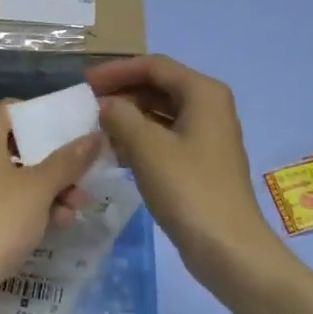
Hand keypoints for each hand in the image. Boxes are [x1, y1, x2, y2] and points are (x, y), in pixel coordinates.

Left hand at [0, 103, 101, 302]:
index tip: (73, 134)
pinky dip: (28, 206)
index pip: (15, 109)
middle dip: (55, 164)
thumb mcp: (41, 188)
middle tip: (83, 182)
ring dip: (48, 189)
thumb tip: (94, 136)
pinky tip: (56, 224)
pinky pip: (3, 199)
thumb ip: (69, 160)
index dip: (45, 119)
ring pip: (14, 176)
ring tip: (75, 209)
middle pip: (19, 146)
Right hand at [88, 55, 285, 288]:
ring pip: (161, 114)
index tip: (85, 83)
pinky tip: (116, 154)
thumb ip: (121, 117)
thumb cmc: (188, 189)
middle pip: (159, 87)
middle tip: (87, 107)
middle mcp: (209, 107)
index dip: (117, 71)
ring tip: (96, 130)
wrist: (227, 247)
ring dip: (129, 118)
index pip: (154, 66)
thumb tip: (106, 105)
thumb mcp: (147, 148)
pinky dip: (140, 139)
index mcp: (203, 93)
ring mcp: (207, 136)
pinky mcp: (201, 162)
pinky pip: (166, 138)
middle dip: (122, 94)